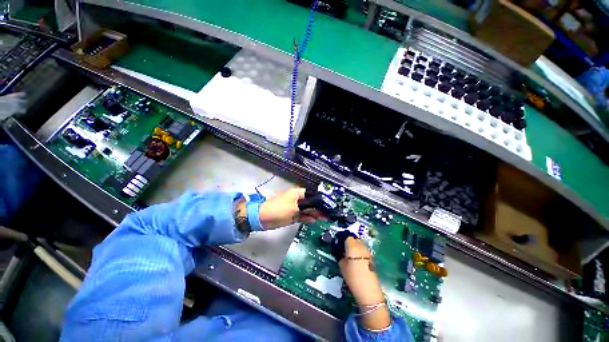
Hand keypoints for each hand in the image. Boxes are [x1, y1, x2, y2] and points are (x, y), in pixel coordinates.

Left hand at [258, 188, 324, 229]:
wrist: (263, 218)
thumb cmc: (279, 209)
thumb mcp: (295, 208)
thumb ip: (309, 208)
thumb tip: (320, 208)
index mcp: (298, 193)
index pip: (312, 195)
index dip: (321, 200)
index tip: (329, 205)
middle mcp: (297, 200)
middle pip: (311, 203)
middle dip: (319, 208)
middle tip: (329, 214)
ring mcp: (294, 208)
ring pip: (307, 210)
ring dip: (315, 214)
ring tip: (325, 218)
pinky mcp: (292, 215)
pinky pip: (302, 216)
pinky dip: (307, 218)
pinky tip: (314, 221)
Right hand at [338, 237, 390, 329]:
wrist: (368, 290)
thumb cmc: (352, 276)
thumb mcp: (341, 266)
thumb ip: (340, 256)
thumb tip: (341, 252)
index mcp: (352, 245)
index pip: (347, 237)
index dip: (343, 240)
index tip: (339, 245)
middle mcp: (361, 246)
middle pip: (355, 239)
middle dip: (349, 242)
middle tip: (344, 250)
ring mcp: (368, 251)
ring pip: (360, 244)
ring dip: (355, 247)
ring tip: (351, 255)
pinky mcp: (372, 258)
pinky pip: (364, 251)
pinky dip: (360, 252)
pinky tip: (357, 260)